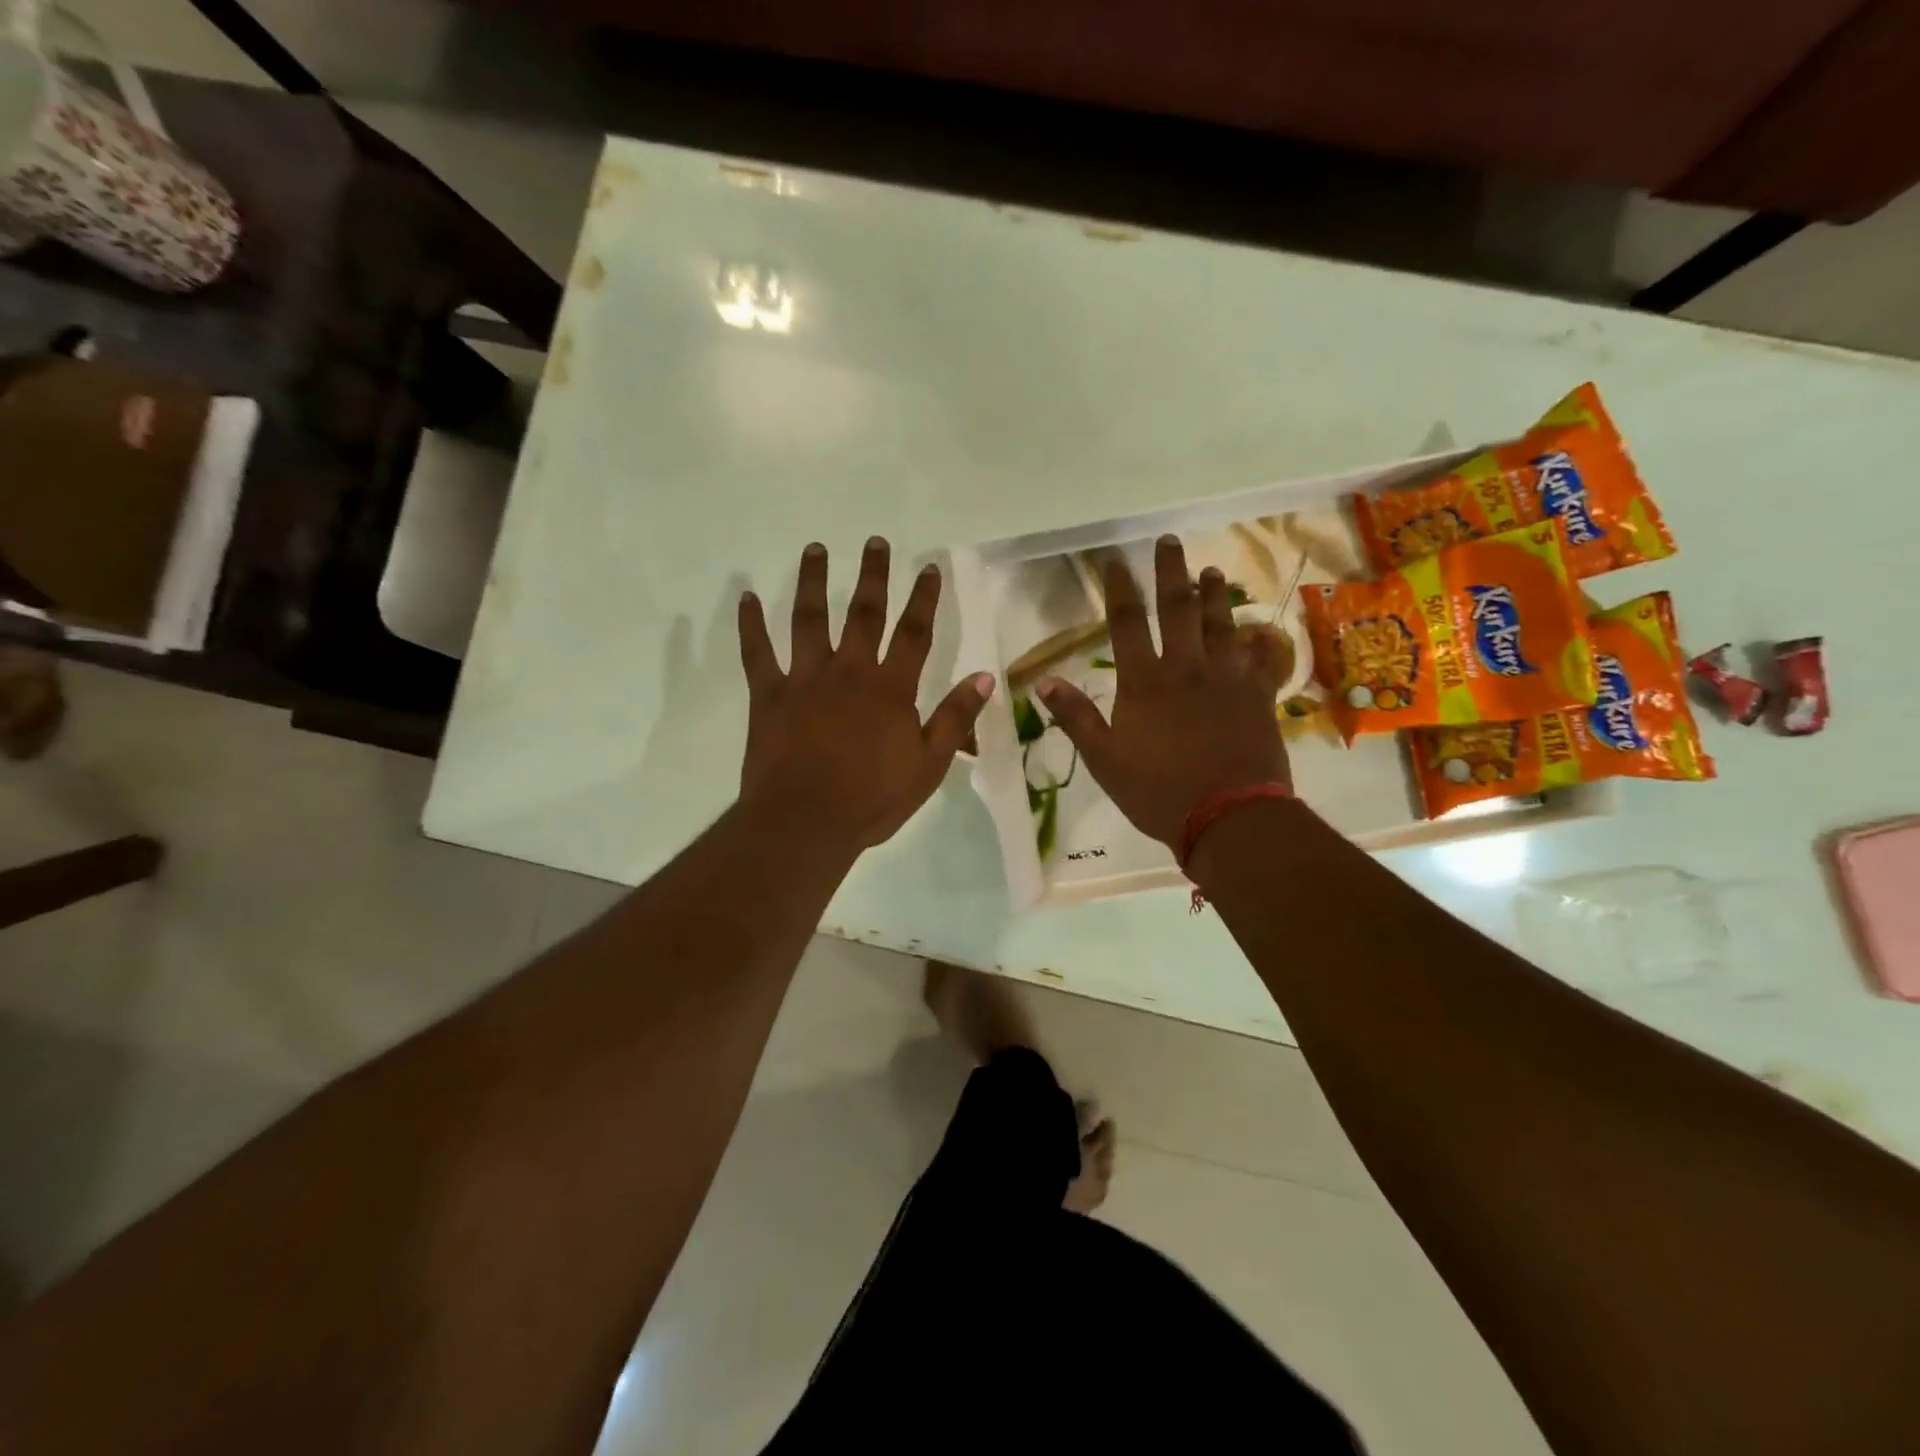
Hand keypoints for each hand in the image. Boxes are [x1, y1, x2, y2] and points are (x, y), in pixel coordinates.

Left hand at [738, 537, 994, 852]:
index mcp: (890, 689)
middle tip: (874, 541)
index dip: (923, 599)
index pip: (913, 634)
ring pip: (809, 620)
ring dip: (812, 582)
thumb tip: (985, 676)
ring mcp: (804, 680)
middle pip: (863, 614)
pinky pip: (758, 654)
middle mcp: (849, 672)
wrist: (806, 823)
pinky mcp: (768, 696)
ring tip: (815, 548)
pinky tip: (747, 598)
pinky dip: (751, 625)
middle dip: (871, 576)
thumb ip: (956, 718)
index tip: (927, 567)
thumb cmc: (872, 799)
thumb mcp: (929, 765)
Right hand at [1037, 535, 1288, 848]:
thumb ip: (1076, 718)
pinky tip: (1256, 629)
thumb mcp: (1104, 760)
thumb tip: (1043, 681)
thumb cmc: (1158, 792)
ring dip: (1215, 596)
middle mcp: (1185, 669)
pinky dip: (1256, 640)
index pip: (1126, 625)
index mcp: (1144, 683)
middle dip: (1171, 573)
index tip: (1115, 562)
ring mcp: (1226, 680)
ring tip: (1212, 572)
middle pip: (1178, 610)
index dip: (1119, 590)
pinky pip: (1257, 659)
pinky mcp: (1257, 696)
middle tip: (1169, 541)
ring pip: (1221, 625)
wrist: (1229, 817)